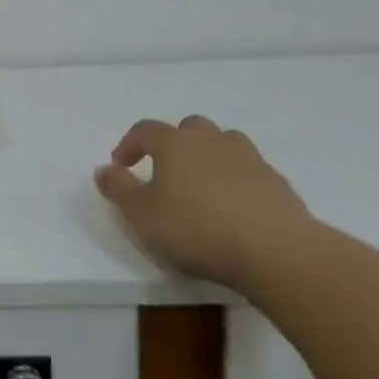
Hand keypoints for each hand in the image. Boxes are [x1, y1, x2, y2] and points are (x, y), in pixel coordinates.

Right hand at [93, 116, 316, 284]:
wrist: (275, 250)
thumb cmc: (196, 229)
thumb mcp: (141, 214)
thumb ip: (118, 189)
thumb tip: (103, 169)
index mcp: (175, 143)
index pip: (144, 130)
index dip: (129, 144)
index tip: (121, 166)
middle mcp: (211, 140)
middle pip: (187, 128)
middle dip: (171, 143)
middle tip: (163, 170)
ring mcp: (248, 157)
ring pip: (221, 143)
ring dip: (206, 155)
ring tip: (200, 185)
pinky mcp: (275, 180)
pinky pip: (247, 169)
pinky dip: (234, 178)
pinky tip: (232, 206)